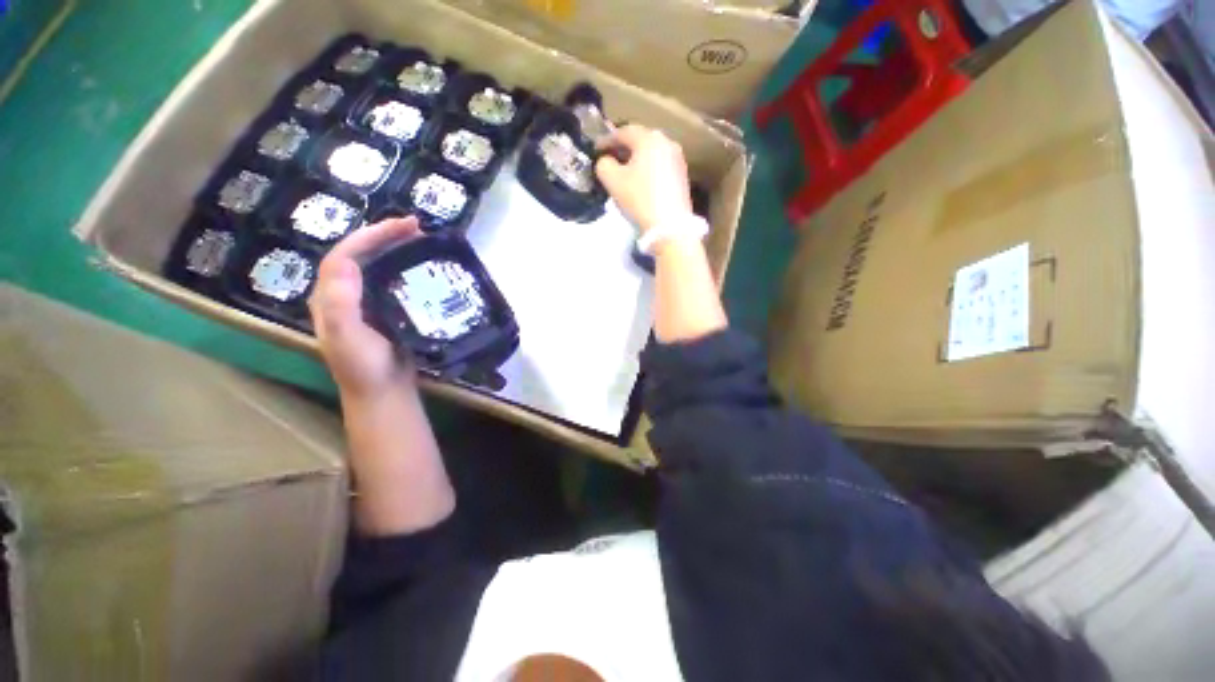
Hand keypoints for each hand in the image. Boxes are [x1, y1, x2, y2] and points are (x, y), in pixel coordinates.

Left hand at [309, 218, 420, 399]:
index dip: (370, 236)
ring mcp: (365, 302)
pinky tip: (421, 266)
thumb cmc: (365, 369)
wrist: (383, 392)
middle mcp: (344, 295)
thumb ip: (341, 305)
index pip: (344, 255)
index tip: (402, 227)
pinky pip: (391, 281)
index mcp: (329, 297)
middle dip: (384, 236)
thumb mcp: (348, 339)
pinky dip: (405, 267)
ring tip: (420, 240)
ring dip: (395, 248)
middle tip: (416, 227)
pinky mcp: (384, 310)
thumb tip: (346, 262)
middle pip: (359, 255)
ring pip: (376, 265)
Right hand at [595, 124, 693, 232]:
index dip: (607, 140)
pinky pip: (660, 167)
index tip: (596, 150)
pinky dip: (648, 171)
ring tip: (624, 173)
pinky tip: (641, 183)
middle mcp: (667, 143)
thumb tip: (606, 161)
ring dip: (636, 160)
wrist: (670, 227)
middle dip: (623, 149)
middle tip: (610, 159)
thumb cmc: (639, 199)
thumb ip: (603, 164)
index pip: (623, 132)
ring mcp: (678, 160)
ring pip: (651, 154)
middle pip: (640, 141)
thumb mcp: (612, 181)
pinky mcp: (682, 177)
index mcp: (649, 138)